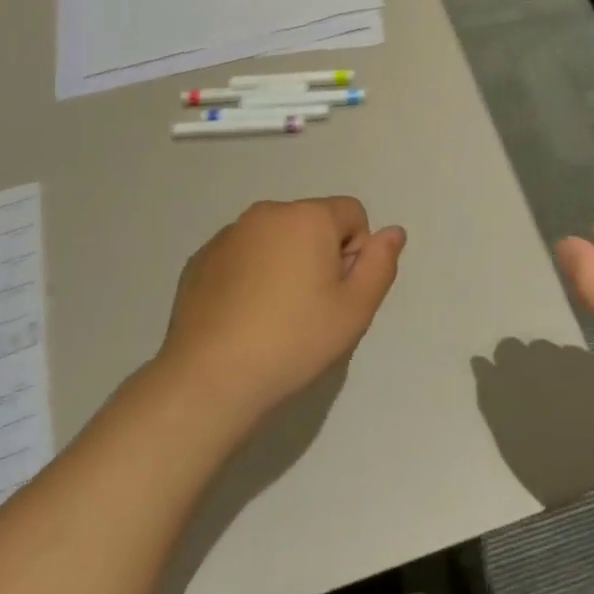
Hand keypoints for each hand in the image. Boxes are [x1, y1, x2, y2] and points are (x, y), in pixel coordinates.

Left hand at [157, 197, 405, 424]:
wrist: (210, 380)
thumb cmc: (294, 341)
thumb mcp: (356, 309)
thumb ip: (380, 263)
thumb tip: (393, 231)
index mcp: (308, 216)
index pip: (352, 214)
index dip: (355, 253)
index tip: (338, 295)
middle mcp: (267, 213)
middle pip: (312, 223)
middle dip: (319, 256)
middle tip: (310, 310)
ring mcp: (228, 235)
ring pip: (275, 240)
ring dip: (284, 264)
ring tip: (274, 317)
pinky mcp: (200, 260)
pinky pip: (241, 256)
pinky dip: (249, 276)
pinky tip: (242, 318)